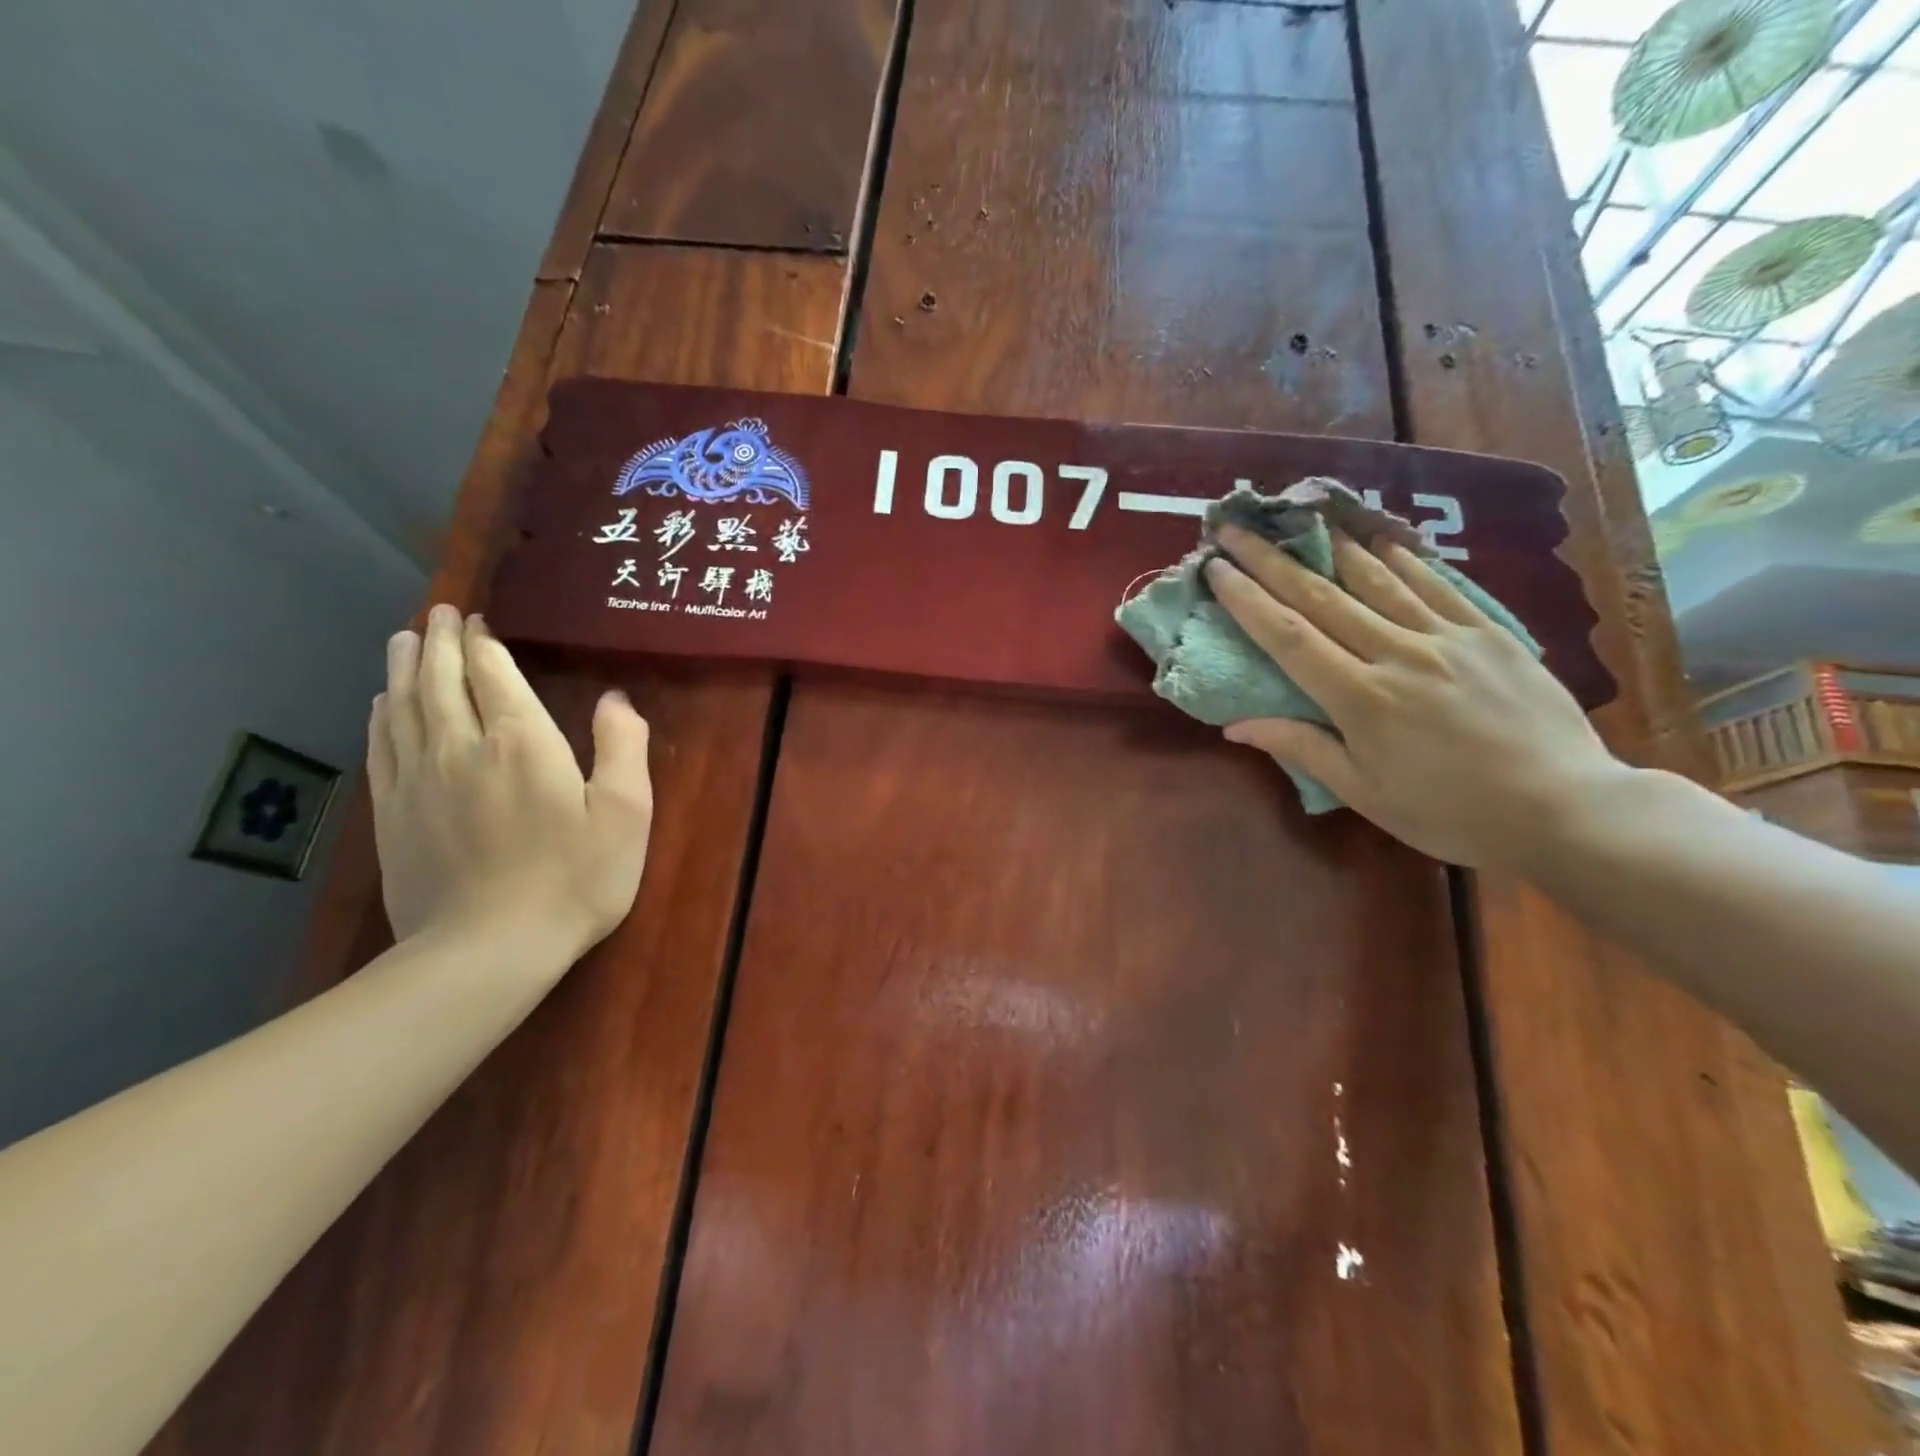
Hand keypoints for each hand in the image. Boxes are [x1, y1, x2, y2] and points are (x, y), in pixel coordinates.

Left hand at [368, 605, 653, 956]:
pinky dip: (382, 713)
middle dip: (441, 641)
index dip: (484, 641)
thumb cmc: (574, 879)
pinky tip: (384, 702)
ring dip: (405, 665)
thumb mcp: (626, 814)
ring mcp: (418, 779)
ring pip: (404, 704)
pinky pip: (381, 744)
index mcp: (521, 741)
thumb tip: (615, 699)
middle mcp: (460, 746)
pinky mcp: (392, 812)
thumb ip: (623, 748)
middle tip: (438, 613)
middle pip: (441, 678)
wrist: (488, 950)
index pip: (493, 672)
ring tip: (405, 639)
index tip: (478, 617)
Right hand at [1204, 524, 1628, 867]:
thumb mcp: (1364, 793)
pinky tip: (1376, 537)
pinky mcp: (1487, 632)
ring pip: (1376, 579)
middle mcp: (1398, 654)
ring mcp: (1447, 637)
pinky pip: (1435, 584)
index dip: (1247, 599)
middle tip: (1235, 529)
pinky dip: (1400, 557)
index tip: (1215, 569)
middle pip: (1321, 597)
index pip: (1289, 637)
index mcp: (1361, 699)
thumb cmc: (1450, 812)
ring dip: (1329, 544)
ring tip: (1298, 515)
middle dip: (1270, 560)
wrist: (1566, 808)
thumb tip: (1236, 724)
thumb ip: (1301, 748)